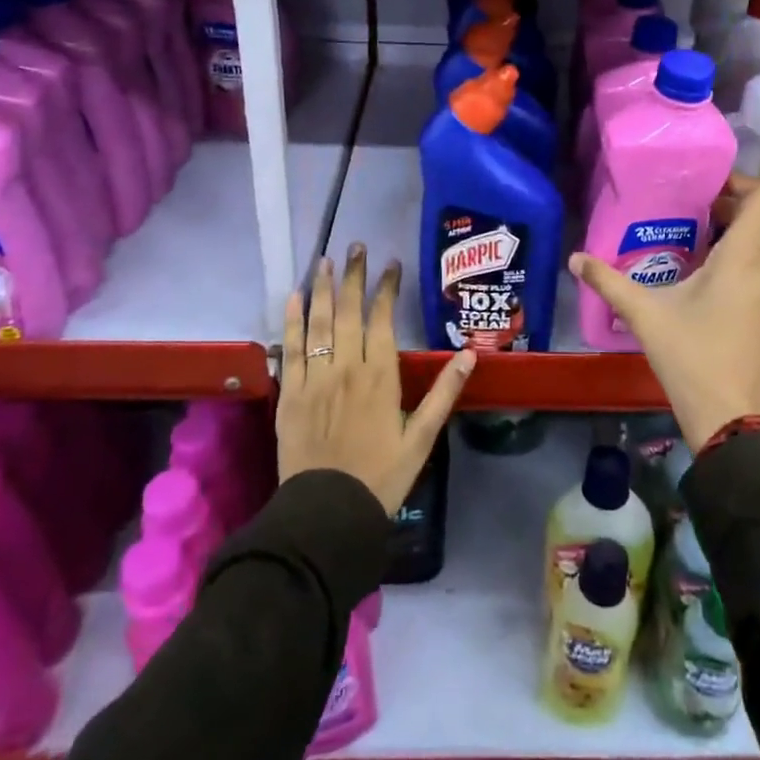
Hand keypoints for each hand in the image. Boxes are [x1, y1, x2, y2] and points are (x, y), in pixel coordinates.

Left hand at [279, 244, 475, 513]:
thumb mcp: (422, 438)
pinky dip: (290, 321)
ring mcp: (314, 379)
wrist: (328, 513)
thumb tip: (470, 355)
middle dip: (352, 276)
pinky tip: (293, 298)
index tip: (391, 264)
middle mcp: (346, 368)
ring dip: (321, 288)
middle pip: (348, 311)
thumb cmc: (381, 476)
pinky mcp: (288, 394)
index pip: (383, 319)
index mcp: (380, 376)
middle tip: (355, 247)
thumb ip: (444, 393)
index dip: (387, 289)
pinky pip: (289, 349)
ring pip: (317, 323)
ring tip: (324, 259)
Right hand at [569, 175, 759, 448]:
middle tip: (687, 217)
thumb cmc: (691, 358)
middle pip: (759, 223)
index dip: (741, 181)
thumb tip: (574, 258)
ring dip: (734, 243)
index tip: (706, 186)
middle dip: (727, 213)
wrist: (735, 421)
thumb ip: (608, 282)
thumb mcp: (644, 315)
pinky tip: (709, 291)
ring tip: (693, 250)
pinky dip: (743, 269)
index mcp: (744, 257)